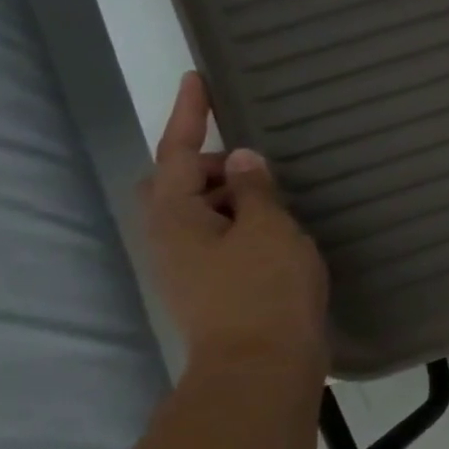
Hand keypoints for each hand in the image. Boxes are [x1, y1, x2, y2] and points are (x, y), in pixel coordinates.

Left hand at [142, 72, 329, 373]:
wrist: (260, 369)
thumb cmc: (264, 291)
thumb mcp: (269, 229)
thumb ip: (255, 190)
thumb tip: (242, 160)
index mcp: (175, 216)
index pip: (177, 151)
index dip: (189, 114)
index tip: (198, 79)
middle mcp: (171, 239)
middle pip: (177, 184)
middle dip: (209, 165)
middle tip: (253, 163)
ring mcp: (188, 268)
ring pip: (200, 214)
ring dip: (230, 197)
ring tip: (276, 196)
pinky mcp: (211, 289)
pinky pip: (220, 239)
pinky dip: (242, 224)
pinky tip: (277, 232)